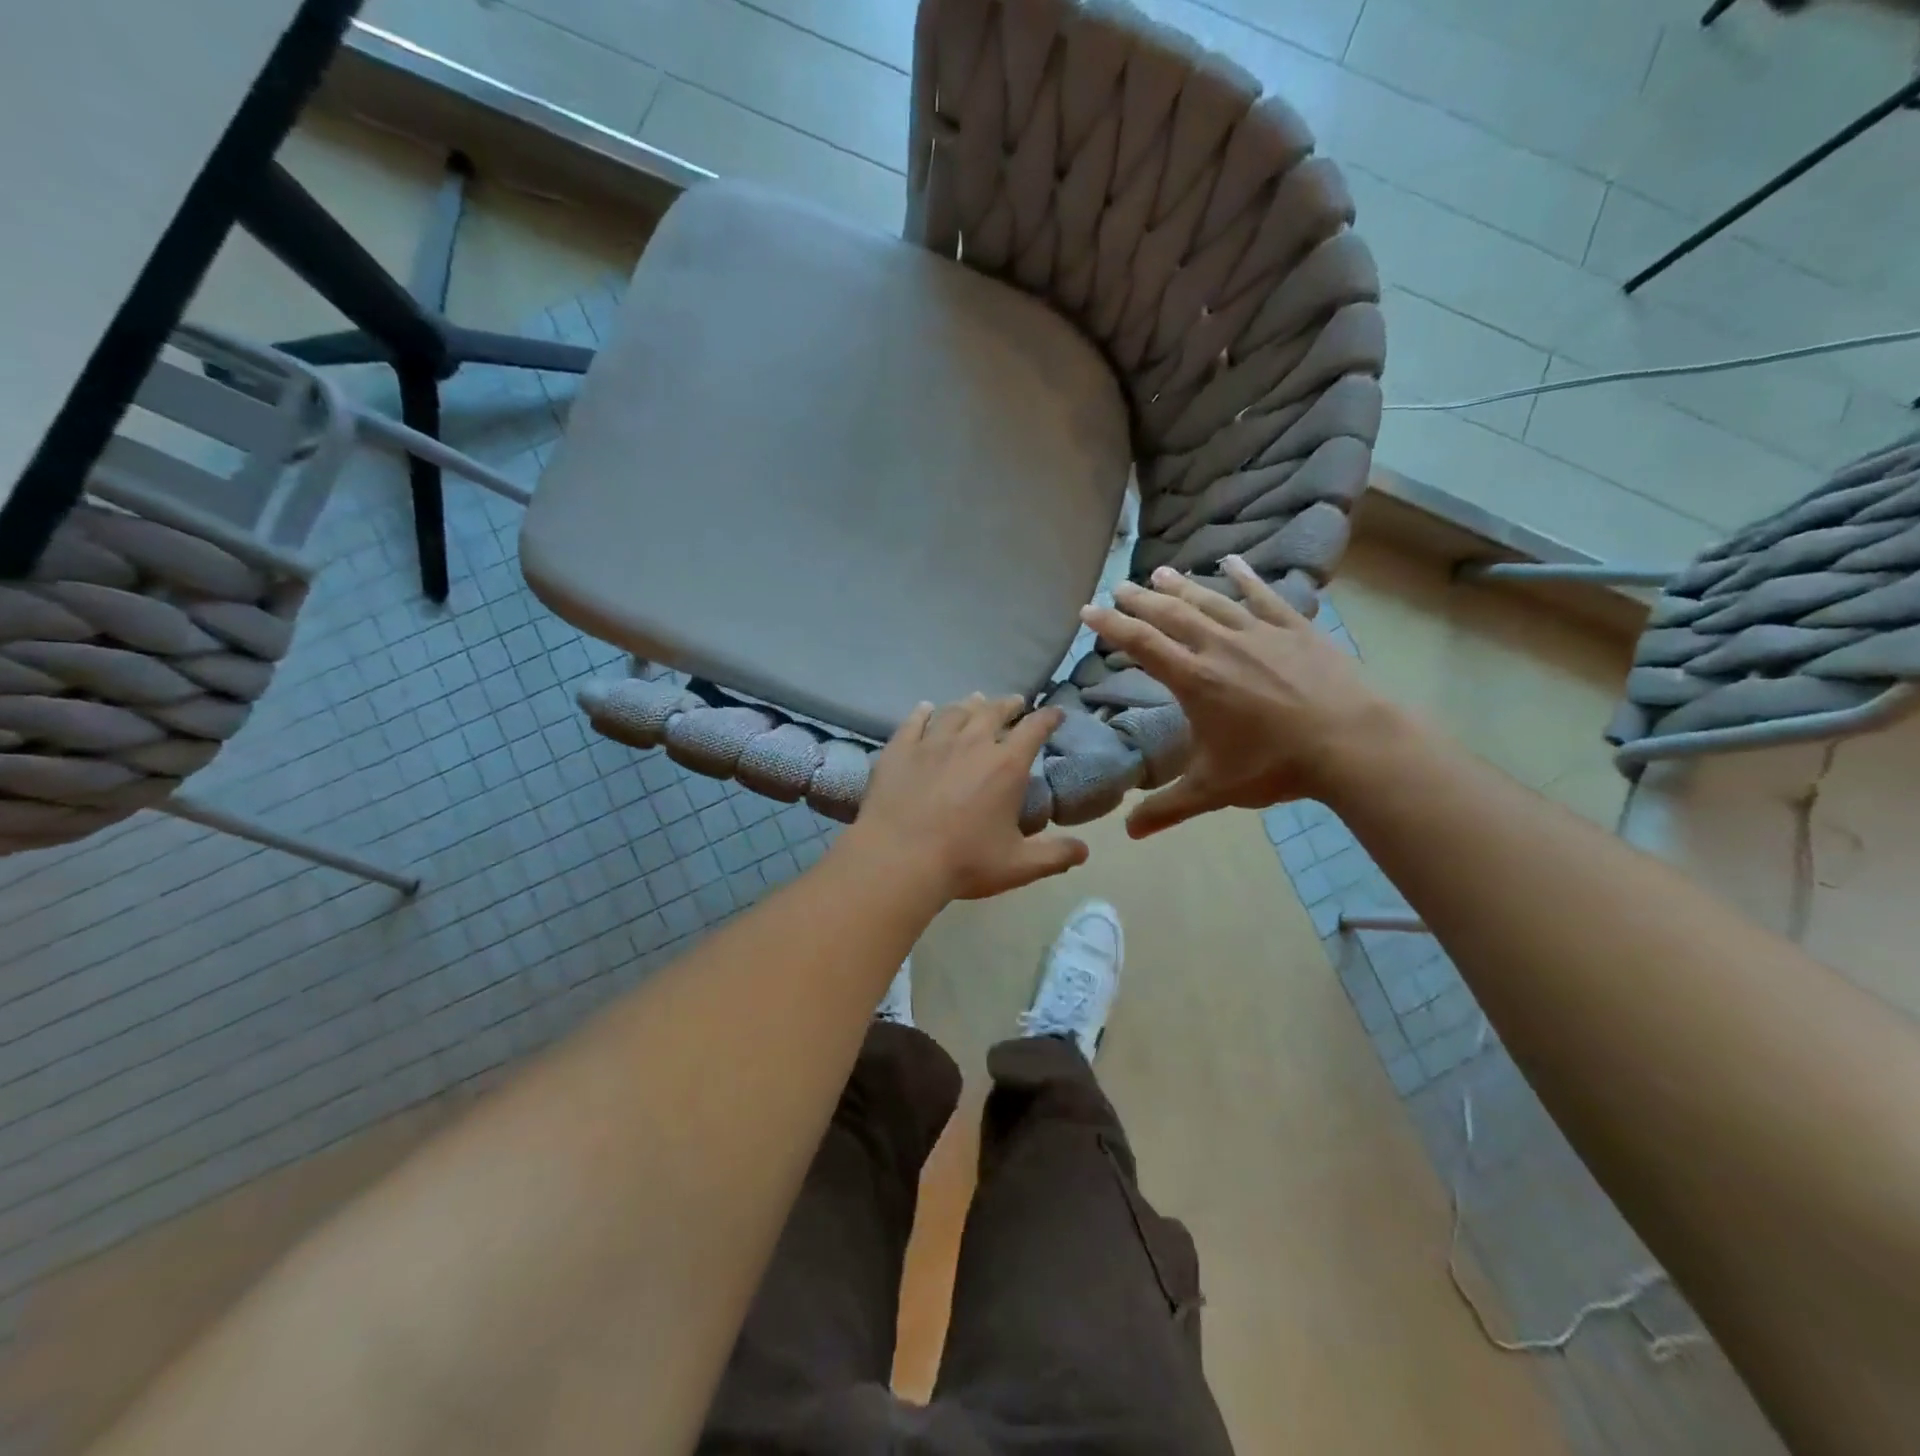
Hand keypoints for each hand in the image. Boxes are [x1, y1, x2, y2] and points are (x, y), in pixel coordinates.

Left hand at [847, 694, 1089, 900]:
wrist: (898, 859)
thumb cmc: (964, 862)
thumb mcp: (1018, 865)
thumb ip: (1054, 856)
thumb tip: (1084, 850)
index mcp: (1006, 765)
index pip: (1035, 729)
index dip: (1048, 717)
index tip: (1055, 713)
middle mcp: (972, 743)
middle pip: (994, 711)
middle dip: (1009, 704)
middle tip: (1014, 703)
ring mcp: (932, 742)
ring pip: (955, 712)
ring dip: (970, 704)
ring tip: (976, 700)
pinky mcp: (900, 749)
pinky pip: (914, 721)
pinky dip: (923, 712)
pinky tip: (926, 708)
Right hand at [1080, 555, 1397, 837]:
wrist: (1352, 743)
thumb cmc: (1275, 765)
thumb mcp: (1214, 790)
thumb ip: (1167, 808)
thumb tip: (1128, 833)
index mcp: (1194, 679)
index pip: (1142, 644)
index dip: (1111, 626)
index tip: (1088, 611)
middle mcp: (1219, 646)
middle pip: (1171, 614)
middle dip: (1140, 601)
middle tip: (1118, 588)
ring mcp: (1259, 632)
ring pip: (1210, 600)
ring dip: (1181, 586)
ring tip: (1158, 573)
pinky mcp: (1294, 628)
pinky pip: (1263, 595)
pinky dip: (1244, 577)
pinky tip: (1231, 562)